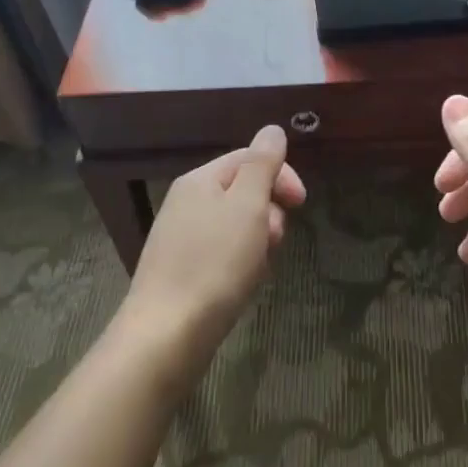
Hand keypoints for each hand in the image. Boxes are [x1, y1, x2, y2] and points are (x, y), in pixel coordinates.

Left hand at [123, 126, 305, 374]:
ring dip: (257, 240)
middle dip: (269, 212)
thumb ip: (262, 164)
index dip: (281, 175)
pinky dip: (240, 263)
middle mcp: (186, 202)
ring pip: (236, 225)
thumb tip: (272, 130)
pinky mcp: (180, 271)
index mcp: (199, 180)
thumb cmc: (214, 264)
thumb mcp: (248, 206)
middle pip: (243, 192)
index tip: (301, 203)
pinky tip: (242, 284)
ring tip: (257, 268)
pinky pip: (222, 253)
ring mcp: (180, 238)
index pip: (249, 158)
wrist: (166, 336)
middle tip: (273, 240)